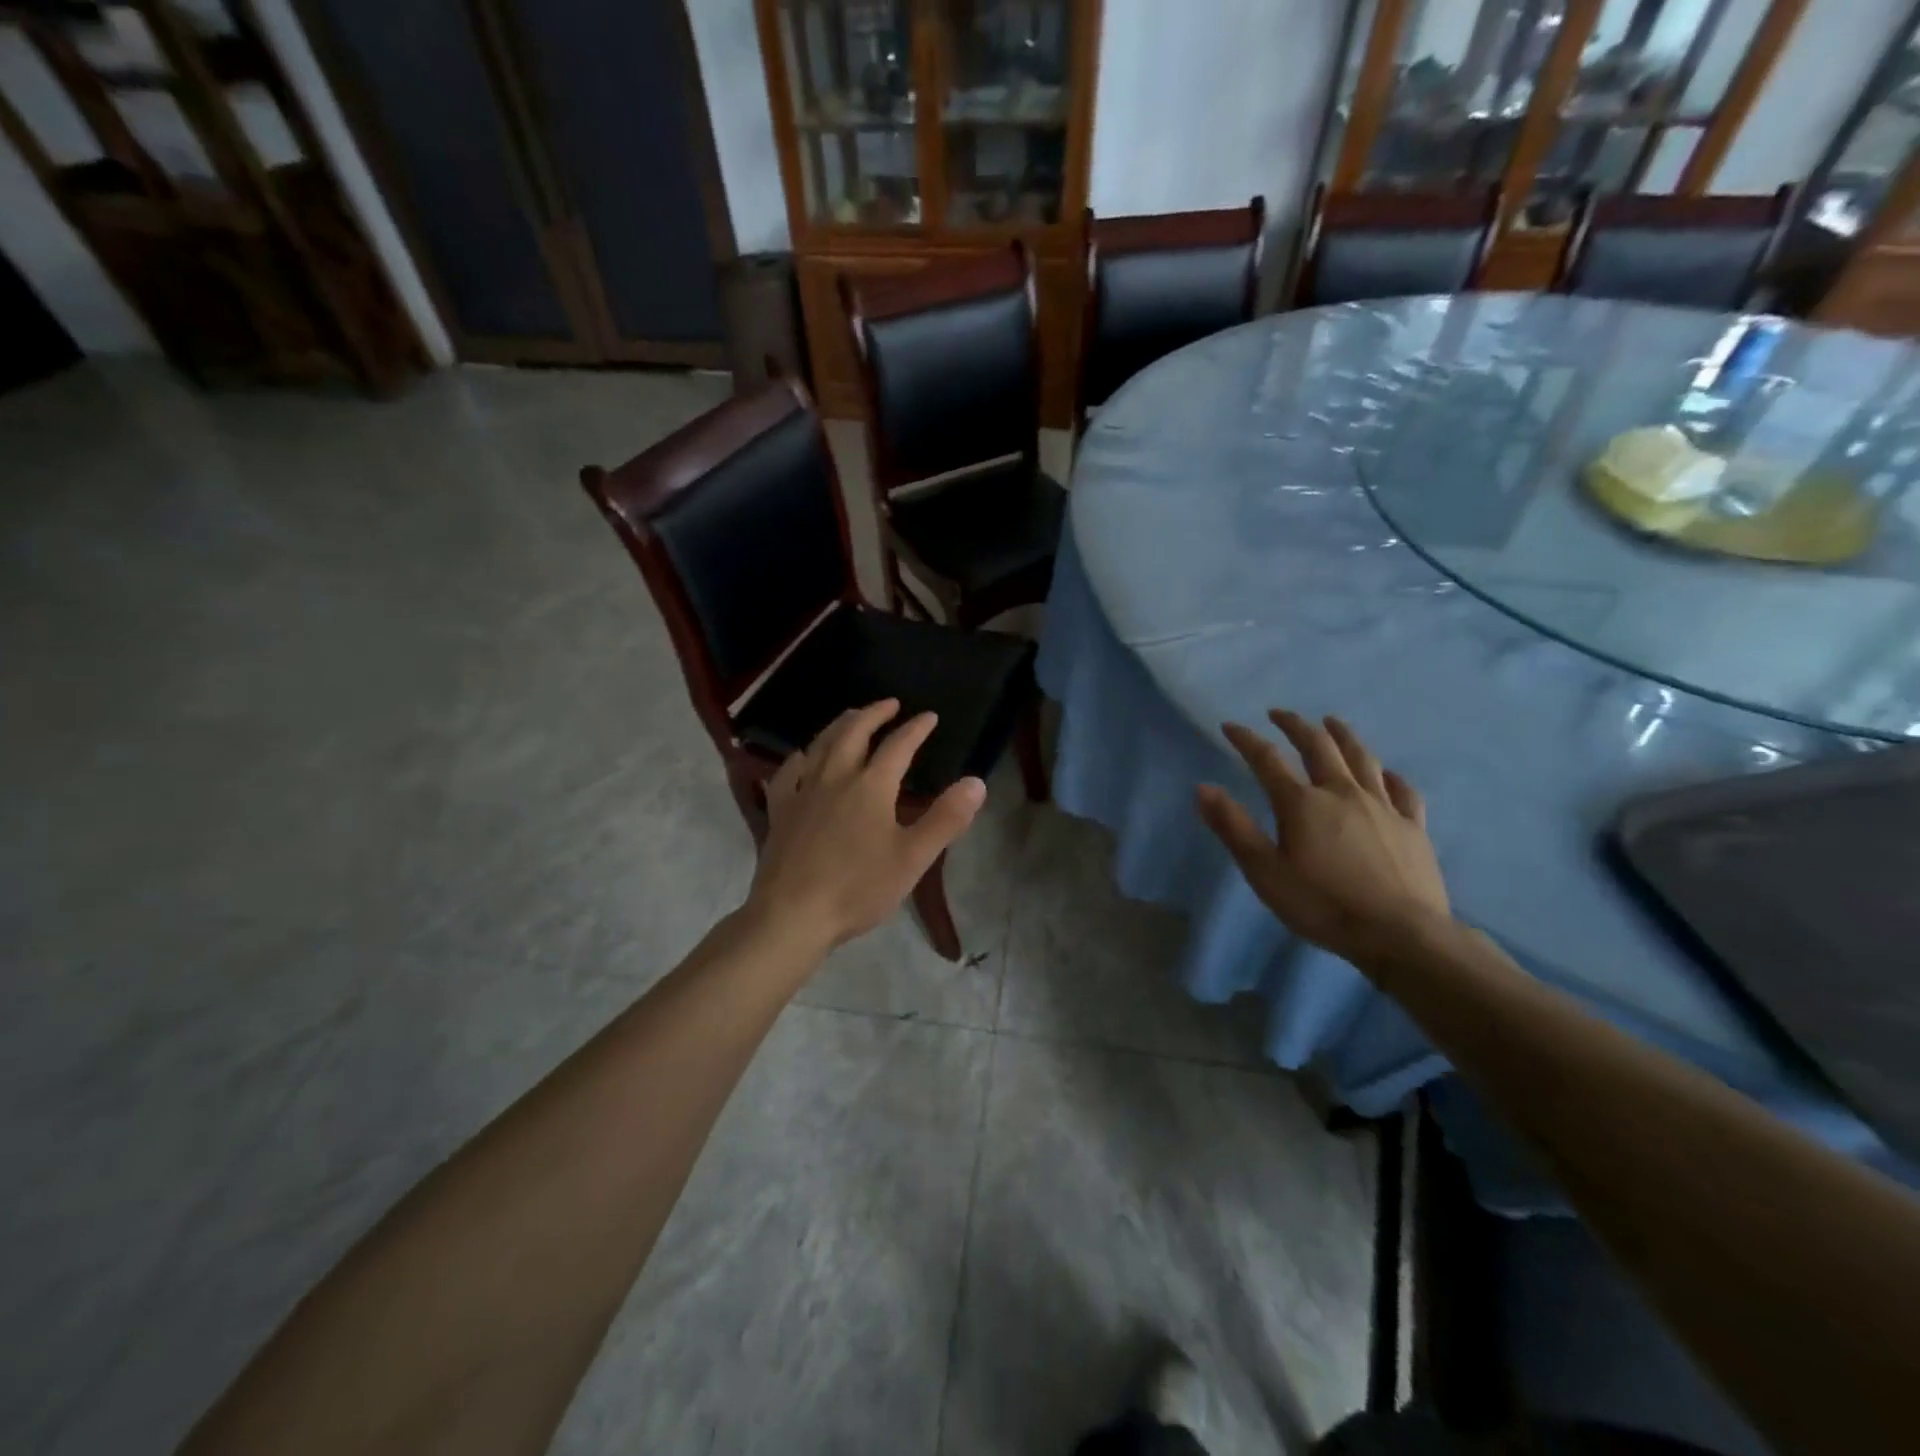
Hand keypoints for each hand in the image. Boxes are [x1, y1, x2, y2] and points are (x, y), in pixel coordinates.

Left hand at [744, 699, 985, 952]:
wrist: (793, 915)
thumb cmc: (858, 888)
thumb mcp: (913, 858)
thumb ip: (945, 818)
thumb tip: (976, 781)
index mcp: (870, 787)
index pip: (898, 746)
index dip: (916, 729)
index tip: (929, 716)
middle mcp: (835, 778)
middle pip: (853, 733)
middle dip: (874, 714)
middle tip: (889, 703)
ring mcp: (802, 792)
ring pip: (820, 745)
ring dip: (839, 725)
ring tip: (851, 717)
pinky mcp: (778, 811)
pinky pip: (787, 773)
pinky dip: (799, 758)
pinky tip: (802, 758)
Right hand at [1195, 709, 1450, 969]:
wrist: (1400, 934)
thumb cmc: (1322, 905)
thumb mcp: (1264, 871)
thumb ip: (1233, 827)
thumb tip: (1203, 788)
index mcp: (1302, 803)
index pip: (1267, 760)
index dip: (1246, 740)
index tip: (1230, 726)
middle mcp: (1342, 793)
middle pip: (1318, 746)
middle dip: (1296, 725)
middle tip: (1280, 714)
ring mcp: (1382, 807)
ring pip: (1362, 758)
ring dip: (1343, 735)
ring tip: (1331, 722)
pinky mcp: (1413, 826)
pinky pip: (1402, 790)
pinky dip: (1389, 775)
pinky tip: (1386, 772)